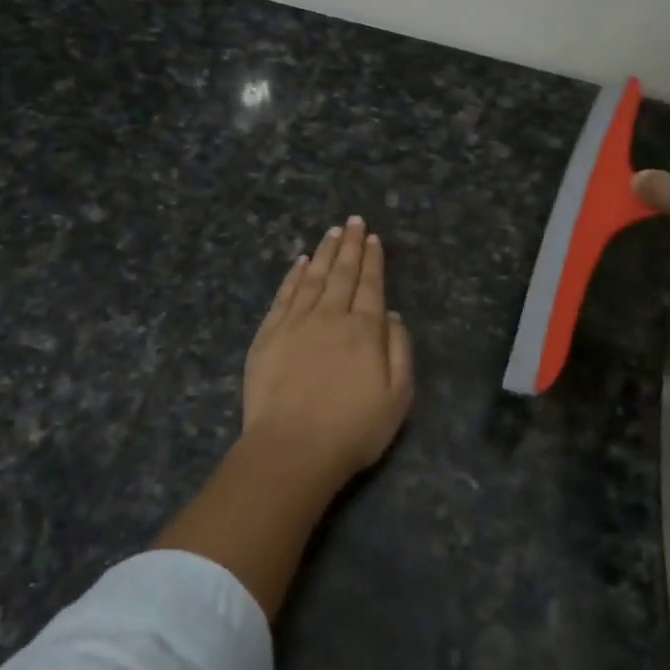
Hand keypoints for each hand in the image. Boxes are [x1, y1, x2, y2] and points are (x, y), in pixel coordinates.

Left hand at [243, 216, 414, 478]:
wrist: (292, 448)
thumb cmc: (352, 429)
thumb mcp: (397, 398)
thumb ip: (400, 352)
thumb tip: (392, 316)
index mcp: (365, 330)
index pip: (371, 285)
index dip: (373, 260)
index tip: (373, 238)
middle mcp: (331, 316)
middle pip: (343, 273)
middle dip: (350, 245)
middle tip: (353, 221)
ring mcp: (296, 322)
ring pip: (313, 277)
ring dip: (324, 252)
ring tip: (332, 232)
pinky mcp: (269, 334)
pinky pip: (285, 295)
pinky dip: (294, 275)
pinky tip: (300, 262)